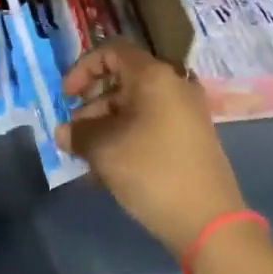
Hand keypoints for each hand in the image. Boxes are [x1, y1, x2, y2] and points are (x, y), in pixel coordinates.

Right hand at [58, 41, 246, 256]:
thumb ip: (78, 134)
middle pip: (123, 81)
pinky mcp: (190, 138)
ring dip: (106, 125)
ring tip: (86, 157)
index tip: (66, 97)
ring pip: (135, 107)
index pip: (112, 52)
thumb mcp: (105, 150)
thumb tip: (64, 132)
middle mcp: (174, 86)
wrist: (208, 221)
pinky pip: (150, 125)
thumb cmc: (152, 172)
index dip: (82, 69)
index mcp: (155, 76)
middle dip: (92, 105)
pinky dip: (126, 137)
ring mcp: (186, 113)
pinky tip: (107, 169)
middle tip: (73, 134)